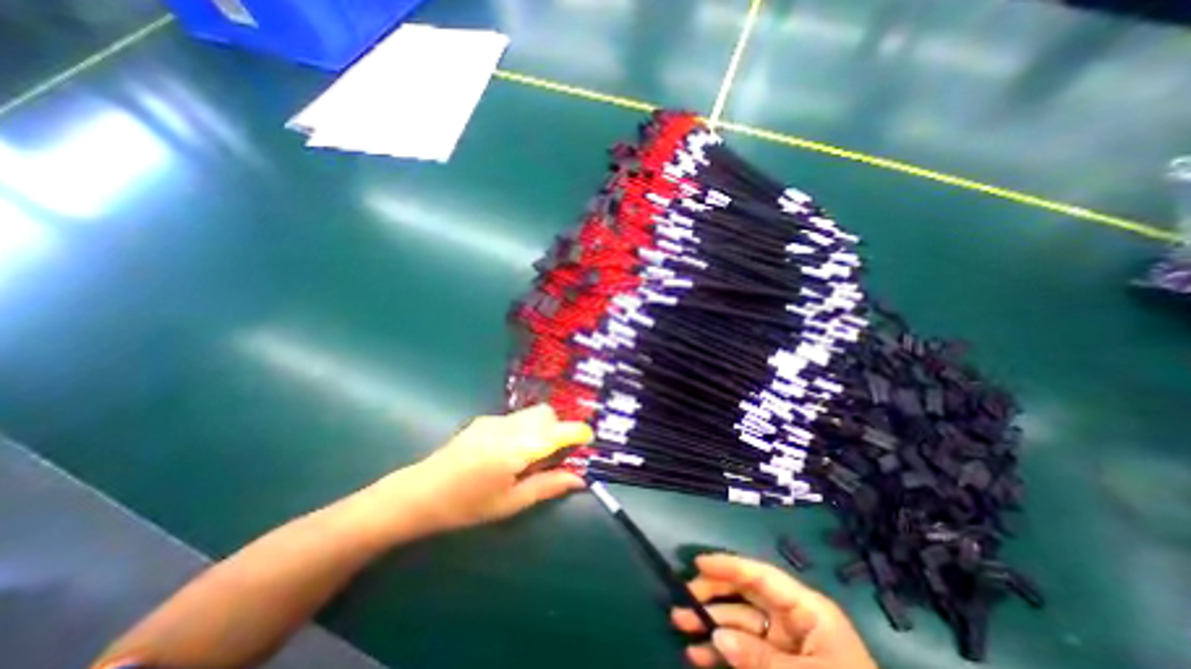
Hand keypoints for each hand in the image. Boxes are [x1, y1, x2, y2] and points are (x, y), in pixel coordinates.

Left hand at [375, 405, 592, 535]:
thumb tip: (580, 479)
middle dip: (558, 428)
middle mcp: (509, 426)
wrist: (418, 494)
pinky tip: (509, 451)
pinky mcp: (484, 420)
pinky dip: (525, 428)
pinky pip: (516, 417)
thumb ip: (548, 486)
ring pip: (532, 413)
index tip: (588, 439)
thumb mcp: (511, 503)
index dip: (577, 432)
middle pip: (547, 414)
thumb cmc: (467, 506)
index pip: (558, 431)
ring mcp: (495, 420)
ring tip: (532, 454)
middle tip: (555, 454)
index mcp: (517, 449)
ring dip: (542, 427)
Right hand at [674, 555, 878, 668]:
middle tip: (683, 599)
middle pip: (745, 594)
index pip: (760, 576)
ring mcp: (785, 643)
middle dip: (713, 595)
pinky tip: (699, 656)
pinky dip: (722, 653)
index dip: (728, 565)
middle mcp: (792, 618)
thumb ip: (760, 658)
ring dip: (710, 624)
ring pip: (740, 623)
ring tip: (681, 627)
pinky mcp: (780, 666)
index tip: (698, 563)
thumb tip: (717, 637)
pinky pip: (745, 651)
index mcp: (807, 609)